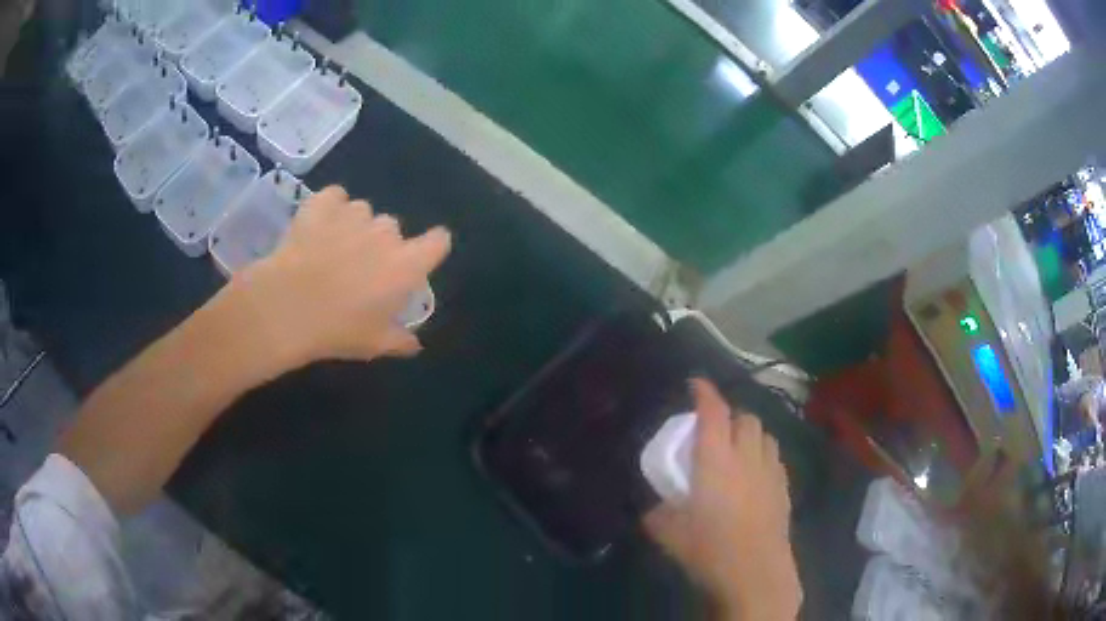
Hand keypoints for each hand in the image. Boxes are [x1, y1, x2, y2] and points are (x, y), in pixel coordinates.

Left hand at [223, 185, 450, 374]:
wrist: (286, 307)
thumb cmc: (337, 329)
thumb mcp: (374, 344)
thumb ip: (400, 341)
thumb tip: (415, 344)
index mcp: (405, 265)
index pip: (438, 241)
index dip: (431, 247)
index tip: (418, 260)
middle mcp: (385, 233)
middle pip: (393, 229)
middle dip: (382, 244)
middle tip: (360, 269)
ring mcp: (353, 214)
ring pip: (363, 212)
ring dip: (355, 226)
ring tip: (332, 248)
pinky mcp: (323, 204)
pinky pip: (335, 197)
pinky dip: (331, 207)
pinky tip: (319, 225)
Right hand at [644, 379, 801, 619]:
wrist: (755, 572)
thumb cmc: (709, 549)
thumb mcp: (668, 533)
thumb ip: (657, 514)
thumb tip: (653, 508)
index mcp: (715, 459)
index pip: (713, 412)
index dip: (704, 392)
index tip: (695, 384)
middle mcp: (746, 456)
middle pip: (744, 418)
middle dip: (729, 416)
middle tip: (713, 431)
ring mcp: (770, 471)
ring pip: (764, 435)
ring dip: (749, 434)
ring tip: (737, 450)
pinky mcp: (784, 488)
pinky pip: (775, 458)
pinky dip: (763, 456)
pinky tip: (755, 476)